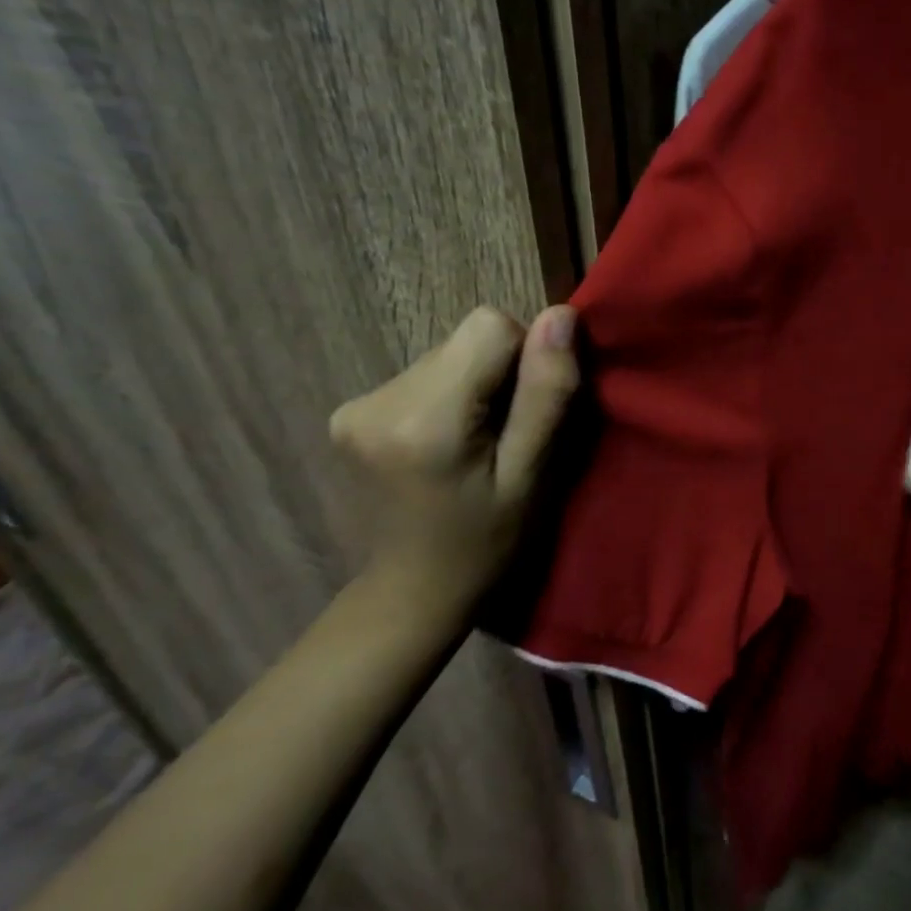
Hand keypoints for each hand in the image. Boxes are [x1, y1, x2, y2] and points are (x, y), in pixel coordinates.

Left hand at [329, 305, 580, 627]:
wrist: (408, 595)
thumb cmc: (484, 544)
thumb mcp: (531, 476)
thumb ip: (546, 394)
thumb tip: (561, 315)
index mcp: (426, 417)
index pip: (490, 326)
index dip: (524, 358)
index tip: (525, 413)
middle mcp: (379, 399)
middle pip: (465, 341)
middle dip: (497, 376)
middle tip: (502, 438)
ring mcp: (355, 405)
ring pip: (445, 356)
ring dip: (471, 387)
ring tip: (472, 447)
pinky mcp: (348, 413)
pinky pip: (422, 375)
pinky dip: (445, 399)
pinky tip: (442, 447)